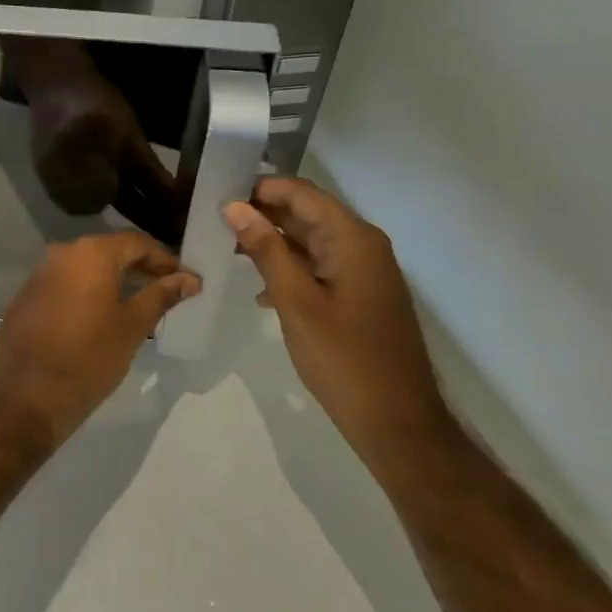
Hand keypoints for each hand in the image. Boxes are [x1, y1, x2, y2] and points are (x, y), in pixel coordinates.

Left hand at [0, 233, 199, 442]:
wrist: (28, 394)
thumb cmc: (90, 357)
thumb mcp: (133, 326)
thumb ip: (161, 296)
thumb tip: (189, 279)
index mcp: (90, 253)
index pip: (137, 243)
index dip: (165, 260)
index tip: (186, 281)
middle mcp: (61, 253)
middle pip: (110, 251)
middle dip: (141, 268)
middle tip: (168, 290)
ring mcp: (40, 273)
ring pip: (86, 267)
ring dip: (114, 280)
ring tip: (140, 302)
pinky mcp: (27, 295)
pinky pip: (66, 283)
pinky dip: (88, 291)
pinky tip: (103, 314)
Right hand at [224, 178, 446, 460]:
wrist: (397, 422)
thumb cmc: (344, 359)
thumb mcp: (296, 301)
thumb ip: (266, 250)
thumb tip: (235, 206)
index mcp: (353, 239)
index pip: (301, 193)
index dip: (259, 189)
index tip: (216, 196)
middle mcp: (362, 246)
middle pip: (306, 213)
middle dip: (261, 213)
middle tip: (214, 222)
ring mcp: (363, 272)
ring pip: (310, 241)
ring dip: (271, 242)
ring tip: (227, 250)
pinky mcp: (359, 295)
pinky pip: (319, 266)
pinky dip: (289, 268)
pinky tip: (259, 289)